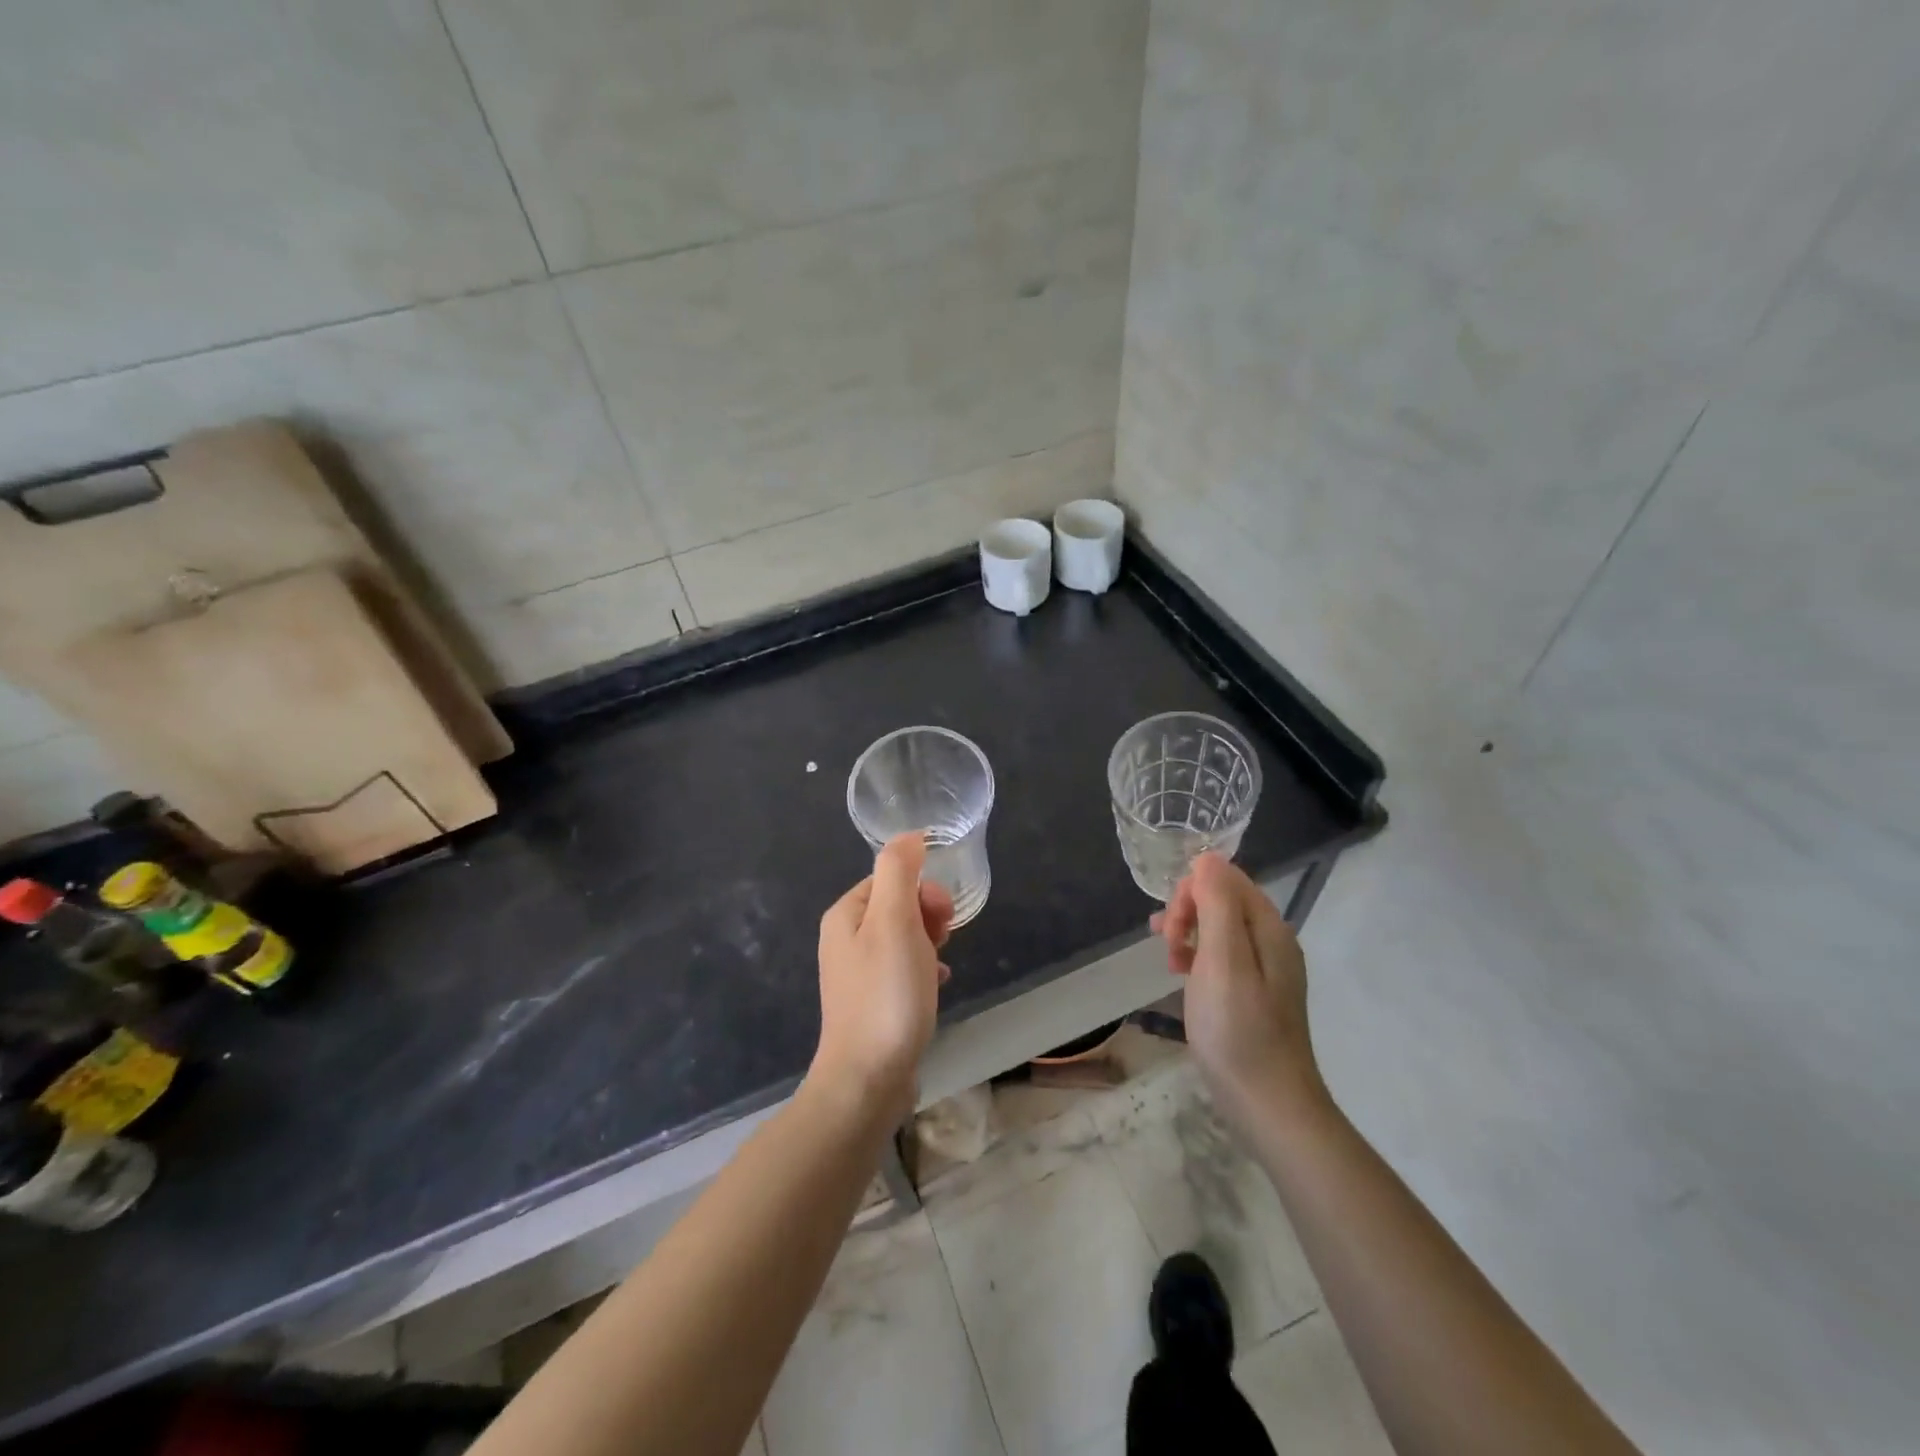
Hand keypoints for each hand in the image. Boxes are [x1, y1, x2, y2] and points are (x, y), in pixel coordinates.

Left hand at [812, 833, 953, 1118]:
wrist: (867, 1079)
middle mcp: (844, 939)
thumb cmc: (885, 994)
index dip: (923, 890)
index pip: (891, 878)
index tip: (942, 918)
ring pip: (904, 938)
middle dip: (927, 917)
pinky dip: (924, 970)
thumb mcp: (894, 922)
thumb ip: (899, 871)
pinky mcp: (871, 1002)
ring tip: (939, 967)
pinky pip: (903, 969)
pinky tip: (937, 986)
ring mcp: (856, 973)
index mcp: (845, 915)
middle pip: (897, 906)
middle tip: (943, 942)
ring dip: (929, 943)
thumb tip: (909, 835)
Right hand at [1152, 853, 1328, 1131]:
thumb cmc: (1238, 1030)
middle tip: (1166, 944)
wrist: (1268, 1106)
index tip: (1171, 924)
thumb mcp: (1222, 960)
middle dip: (1188, 911)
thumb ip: (1217, 905)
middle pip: (1223, 900)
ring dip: (1188, 933)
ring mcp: (1265, 970)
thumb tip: (1208, 857)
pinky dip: (1196, 957)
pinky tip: (1181, 977)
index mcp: (1270, 929)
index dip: (1193, 889)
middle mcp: (1272, 942)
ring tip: (1167, 959)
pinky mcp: (1253, 995)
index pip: (1228, 878)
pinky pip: (1221, 956)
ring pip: (1219, 928)